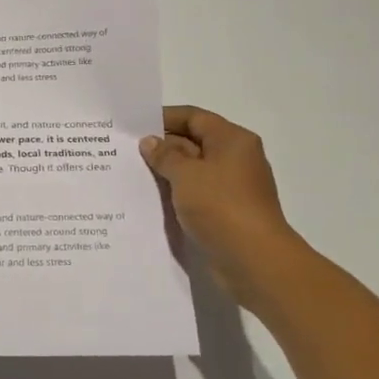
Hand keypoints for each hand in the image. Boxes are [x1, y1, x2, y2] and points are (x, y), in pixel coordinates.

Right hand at [141, 105, 299, 301]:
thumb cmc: (221, 206)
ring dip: (165, 172)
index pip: (194, 118)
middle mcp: (234, 159)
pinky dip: (174, 193)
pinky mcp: (224, 212)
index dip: (164, 118)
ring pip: (191, 171)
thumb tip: (150, 142)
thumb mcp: (186, 174)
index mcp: (232, 140)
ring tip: (130, 173)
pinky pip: (194, 194)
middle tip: (124, 151)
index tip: (133, 125)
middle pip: (193, 142)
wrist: (254, 260)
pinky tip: (149, 198)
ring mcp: (230, 187)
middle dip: (161, 146)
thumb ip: (164, 155)